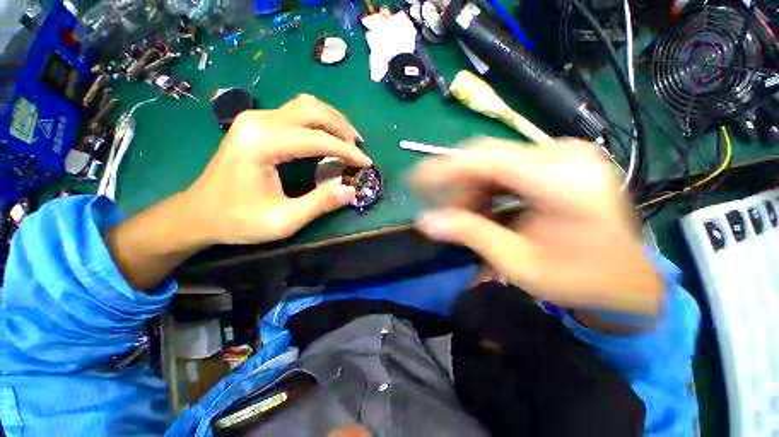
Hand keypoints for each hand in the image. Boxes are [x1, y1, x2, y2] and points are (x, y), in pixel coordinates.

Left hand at [183, 94, 371, 244]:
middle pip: (312, 110)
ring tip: (348, 141)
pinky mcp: (256, 123)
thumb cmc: (238, 220)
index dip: (347, 151)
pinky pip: (296, 113)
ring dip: (332, 121)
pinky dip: (318, 123)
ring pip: (305, 106)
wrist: (198, 213)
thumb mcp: (283, 220)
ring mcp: (255, 119)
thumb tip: (351, 190)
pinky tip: (327, 138)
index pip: (317, 139)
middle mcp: (259, 122)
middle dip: (342, 128)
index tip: (366, 163)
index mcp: (263, 144)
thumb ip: (319, 204)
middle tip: (358, 149)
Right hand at [412, 138, 662, 315]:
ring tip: (466, 213)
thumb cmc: (578, 279)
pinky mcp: (561, 159)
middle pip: (488, 156)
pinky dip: (488, 185)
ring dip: (472, 187)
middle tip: (445, 211)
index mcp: (563, 181)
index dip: (443, 167)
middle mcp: (566, 155)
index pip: (486, 159)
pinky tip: (486, 206)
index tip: (415, 180)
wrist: (625, 278)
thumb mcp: (519, 263)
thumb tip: (426, 221)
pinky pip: (508, 165)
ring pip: (495, 159)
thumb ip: (471, 234)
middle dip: (457, 184)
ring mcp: (566, 153)